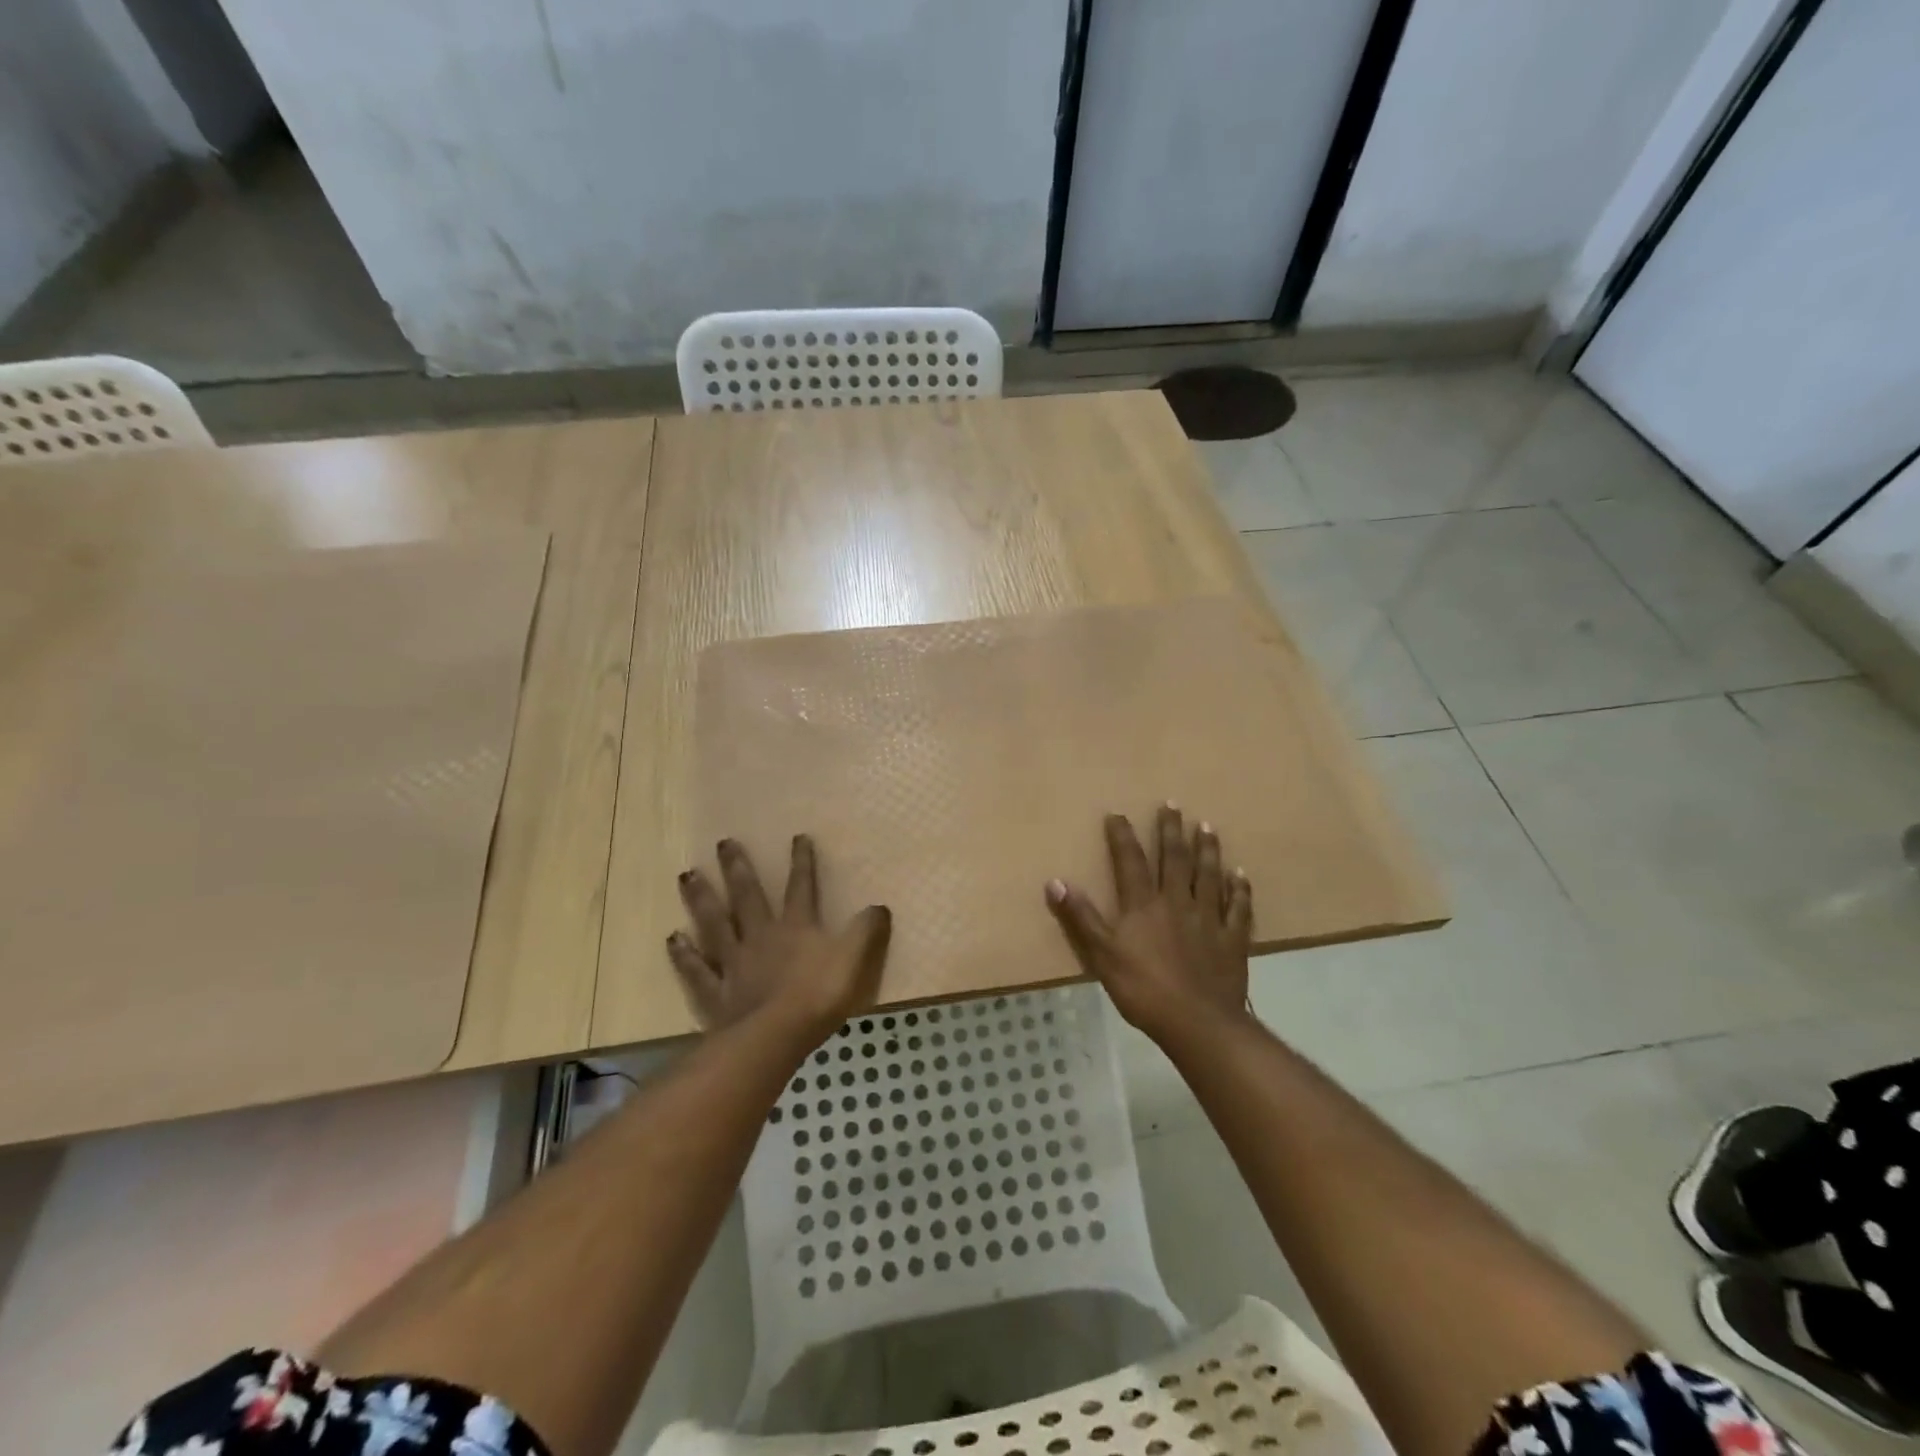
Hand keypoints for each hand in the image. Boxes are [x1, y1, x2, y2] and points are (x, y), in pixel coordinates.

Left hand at [669, 835, 891, 1045]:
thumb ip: (866, 931)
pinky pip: (697, 969)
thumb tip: (879, 906)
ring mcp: (734, 963)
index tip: (797, 837)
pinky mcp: (716, 992)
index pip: (801, 887)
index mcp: (796, 927)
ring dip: (701, 898)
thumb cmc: (818, 996)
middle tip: (723, 843)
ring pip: (714, 923)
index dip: (802, 862)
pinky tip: (673, 938)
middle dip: (737, 868)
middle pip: (747, 896)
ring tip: (687, 874)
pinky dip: (684, 954)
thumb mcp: (854, 959)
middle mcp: (761, 936)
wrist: (775, 1036)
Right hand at [1045, 805, 1253, 1047]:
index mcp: (1144, 905)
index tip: (1118, 813)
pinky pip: (1238, 908)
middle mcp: (1178, 902)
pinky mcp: (1233, 939)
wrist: (1197, 1022)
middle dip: (1172, 831)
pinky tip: (1241, 874)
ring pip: (1209, 876)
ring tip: (1207, 826)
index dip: (1122, 836)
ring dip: (1208, 850)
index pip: (1130, 862)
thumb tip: (1055, 881)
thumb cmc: (1143, 989)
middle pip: (1175, 859)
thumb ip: (1080, 917)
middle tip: (1173, 805)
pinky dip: (1240, 889)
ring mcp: (1209, 919)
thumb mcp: (1102, 955)